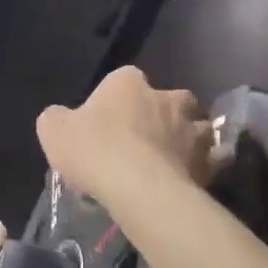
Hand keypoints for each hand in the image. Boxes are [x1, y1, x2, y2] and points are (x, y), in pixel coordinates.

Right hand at [35, 66, 220, 208]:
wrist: (138, 187)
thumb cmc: (94, 149)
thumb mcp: (54, 130)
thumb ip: (57, 119)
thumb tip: (61, 119)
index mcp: (129, 82)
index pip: (125, 80)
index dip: (117, 102)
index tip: (108, 126)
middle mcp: (167, 96)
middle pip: (168, 100)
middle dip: (162, 115)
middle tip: (145, 143)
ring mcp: (192, 127)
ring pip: (196, 127)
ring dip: (188, 140)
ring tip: (172, 163)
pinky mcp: (208, 160)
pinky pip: (212, 160)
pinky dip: (205, 167)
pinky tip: (191, 182)